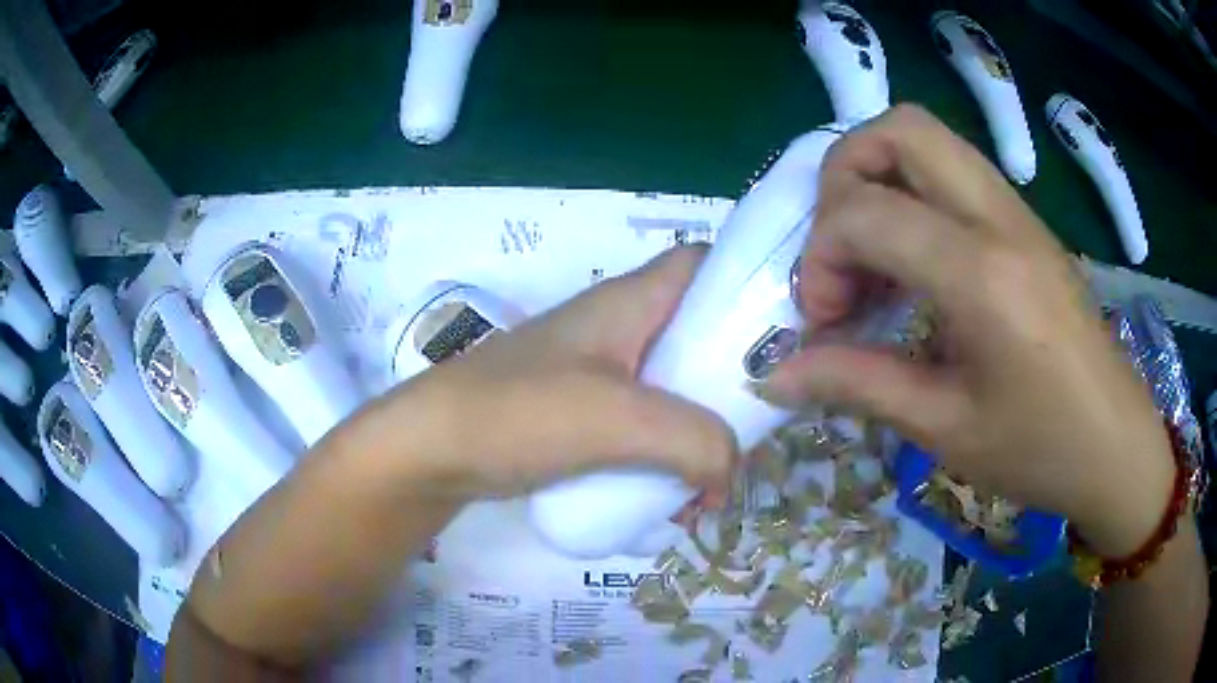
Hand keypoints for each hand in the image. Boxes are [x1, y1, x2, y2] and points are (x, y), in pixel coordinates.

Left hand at [382, 245, 736, 500]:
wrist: (432, 450)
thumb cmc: (517, 413)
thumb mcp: (616, 419)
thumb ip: (693, 439)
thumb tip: (730, 470)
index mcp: (628, 303)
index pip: (701, 264)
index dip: (743, 283)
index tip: (780, 334)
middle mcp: (617, 328)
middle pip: (695, 335)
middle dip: (731, 383)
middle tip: (757, 430)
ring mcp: (597, 372)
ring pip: (671, 387)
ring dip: (698, 432)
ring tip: (711, 485)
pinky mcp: (580, 412)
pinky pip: (642, 424)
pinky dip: (664, 454)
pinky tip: (671, 497)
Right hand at [766, 106, 1173, 557]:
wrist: (1116, 446)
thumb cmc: (1040, 450)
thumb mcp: (945, 428)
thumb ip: (858, 384)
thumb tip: (777, 375)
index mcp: (982, 275)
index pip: (867, 212)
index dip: (819, 258)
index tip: (821, 319)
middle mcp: (1000, 220)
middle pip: (900, 130)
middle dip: (844, 176)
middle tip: (840, 250)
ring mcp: (1019, 214)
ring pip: (928, 139)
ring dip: (879, 178)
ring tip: (872, 256)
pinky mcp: (1027, 225)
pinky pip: (955, 173)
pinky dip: (914, 196)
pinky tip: (916, 265)